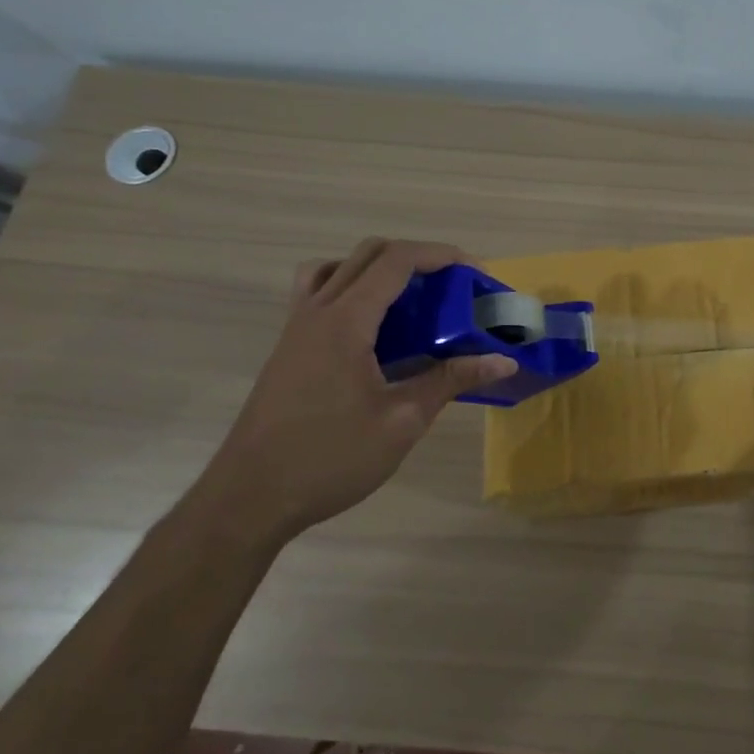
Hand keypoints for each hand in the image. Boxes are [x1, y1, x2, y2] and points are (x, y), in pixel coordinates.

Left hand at [189, 238, 516, 543]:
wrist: (249, 499)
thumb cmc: (329, 459)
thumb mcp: (402, 421)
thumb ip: (451, 381)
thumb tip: (504, 361)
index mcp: (345, 322)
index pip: (396, 260)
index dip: (440, 255)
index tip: (475, 271)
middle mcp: (317, 311)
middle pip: (368, 254)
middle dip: (417, 257)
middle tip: (452, 285)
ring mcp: (296, 328)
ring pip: (336, 268)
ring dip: (378, 268)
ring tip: (409, 299)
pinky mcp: (288, 348)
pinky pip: (318, 294)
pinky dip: (351, 290)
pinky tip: (372, 331)